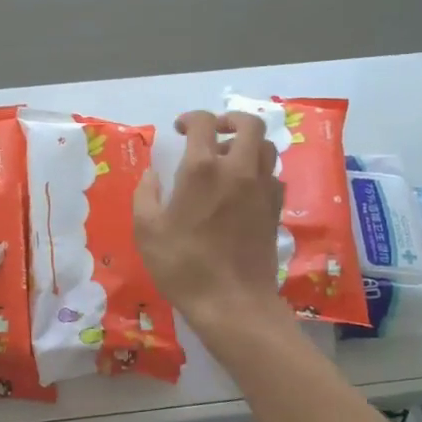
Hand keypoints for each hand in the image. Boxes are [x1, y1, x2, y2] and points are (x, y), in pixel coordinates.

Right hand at [134, 110, 290, 338]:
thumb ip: (146, 195)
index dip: (191, 118)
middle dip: (230, 119)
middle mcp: (238, 170)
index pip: (203, 123)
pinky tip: (243, 187)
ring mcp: (262, 189)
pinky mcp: (275, 209)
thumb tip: (152, 175)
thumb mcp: (147, 231)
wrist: (233, 302)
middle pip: (249, 124)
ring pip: (266, 147)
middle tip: (213, 132)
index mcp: (202, 169)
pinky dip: (259, 170)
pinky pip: (273, 175)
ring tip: (229, 158)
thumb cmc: (184, 266)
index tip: (180, 129)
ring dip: (248, 144)